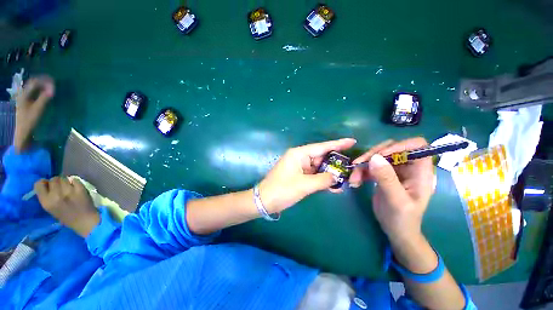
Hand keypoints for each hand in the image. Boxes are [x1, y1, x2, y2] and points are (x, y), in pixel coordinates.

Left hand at [14, 76, 54, 152]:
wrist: (23, 132)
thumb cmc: (29, 121)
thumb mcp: (37, 110)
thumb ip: (44, 98)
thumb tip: (53, 89)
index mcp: (24, 94)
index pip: (35, 82)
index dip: (44, 80)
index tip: (54, 82)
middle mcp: (23, 94)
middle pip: (33, 83)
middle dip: (43, 82)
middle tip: (54, 83)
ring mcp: (24, 99)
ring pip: (34, 88)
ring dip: (42, 86)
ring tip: (51, 88)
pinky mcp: (27, 103)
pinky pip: (34, 93)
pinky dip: (41, 91)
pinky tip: (46, 94)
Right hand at [34, 176, 99, 237]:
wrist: (84, 220)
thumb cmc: (66, 217)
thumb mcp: (50, 208)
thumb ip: (47, 196)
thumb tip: (46, 184)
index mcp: (46, 202)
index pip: (39, 184)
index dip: (44, 183)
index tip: (47, 185)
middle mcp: (56, 195)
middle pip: (53, 179)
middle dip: (56, 182)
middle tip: (60, 188)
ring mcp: (69, 191)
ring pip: (64, 178)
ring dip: (66, 182)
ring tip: (68, 188)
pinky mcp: (80, 189)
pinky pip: (75, 179)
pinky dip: (75, 182)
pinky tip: (76, 187)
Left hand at [259, 138, 356, 212]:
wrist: (265, 201)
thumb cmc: (282, 190)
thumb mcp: (304, 185)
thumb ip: (323, 179)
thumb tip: (337, 177)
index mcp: (299, 154)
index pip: (321, 147)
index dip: (337, 144)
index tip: (352, 141)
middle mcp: (299, 157)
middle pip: (321, 157)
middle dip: (335, 162)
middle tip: (351, 166)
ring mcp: (299, 166)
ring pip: (318, 167)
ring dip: (330, 173)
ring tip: (345, 178)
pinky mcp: (299, 175)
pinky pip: (314, 174)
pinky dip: (322, 179)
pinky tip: (333, 185)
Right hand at [351, 137, 434, 241]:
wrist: (395, 230)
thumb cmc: (402, 218)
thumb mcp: (396, 200)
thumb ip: (387, 179)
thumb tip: (374, 157)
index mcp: (420, 171)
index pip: (417, 145)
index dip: (399, 145)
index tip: (380, 155)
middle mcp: (408, 167)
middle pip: (391, 148)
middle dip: (373, 155)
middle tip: (358, 164)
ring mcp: (394, 170)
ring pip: (377, 156)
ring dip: (363, 165)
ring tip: (354, 178)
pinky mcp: (383, 174)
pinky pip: (370, 166)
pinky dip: (360, 171)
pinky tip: (355, 181)